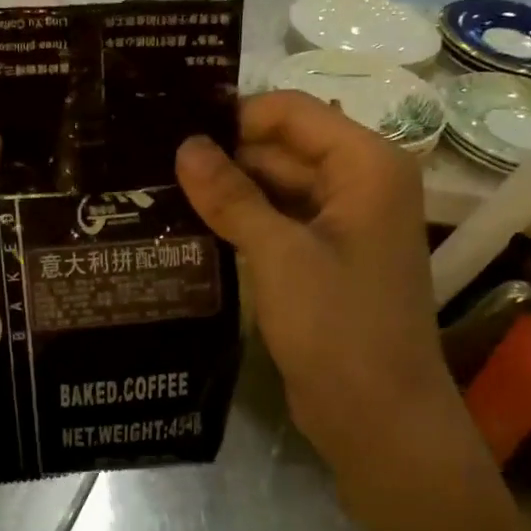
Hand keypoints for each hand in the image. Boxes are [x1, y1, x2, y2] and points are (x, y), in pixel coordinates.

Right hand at [176, 91, 448, 472]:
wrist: (378, 416)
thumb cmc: (338, 326)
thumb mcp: (278, 254)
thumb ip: (231, 195)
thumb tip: (185, 145)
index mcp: (366, 165)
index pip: (291, 114)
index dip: (234, 118)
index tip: (172, 132)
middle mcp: (359, 184)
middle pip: (282, 150)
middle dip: (224, 158)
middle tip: (152, 164)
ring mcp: (342, 225)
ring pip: (275, 189)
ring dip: (226, 193)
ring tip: (158, 191)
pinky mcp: (323, 260)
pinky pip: (277, 224)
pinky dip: (240, 224)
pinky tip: (189, 226)